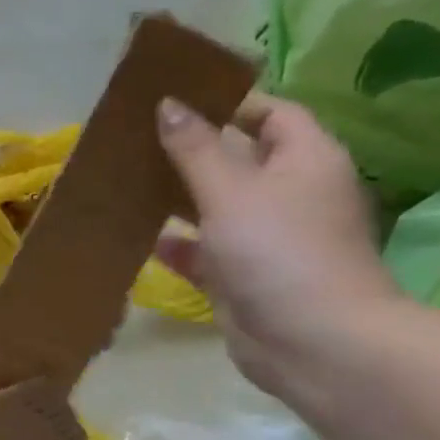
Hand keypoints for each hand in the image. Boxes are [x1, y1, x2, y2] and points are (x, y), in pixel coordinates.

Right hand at [155, 94, 400, 395]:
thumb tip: (168, 103)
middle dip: (192, 151)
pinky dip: (177, 244)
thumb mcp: (229, 190)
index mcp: (305, 160)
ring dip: (178, 198)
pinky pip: (205, 251)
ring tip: (127, 182)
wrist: (312, 340)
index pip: (272, 113)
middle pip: (238, 159)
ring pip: (216, 207)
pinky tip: (139, 237)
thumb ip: (194, 148)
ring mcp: (267, 238)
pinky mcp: (244, 277)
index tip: (177, 99)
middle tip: (138, 140)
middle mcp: (290, 194)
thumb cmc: (278, 250)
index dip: (229, 102)